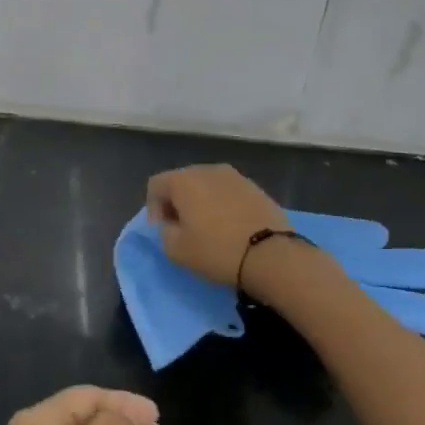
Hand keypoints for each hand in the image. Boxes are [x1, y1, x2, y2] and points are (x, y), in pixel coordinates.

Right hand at [146, 164, 290, 288]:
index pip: (155, 185)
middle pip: (181, 181)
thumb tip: (171, 224)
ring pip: (207, 185)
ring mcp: (235, 176)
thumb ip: (164, 232)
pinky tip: (230, 226)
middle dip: (177, 203)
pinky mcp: (256, 187)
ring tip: (208, 228)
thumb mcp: (177, 250)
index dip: (153, 208)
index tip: (163, 230)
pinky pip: (228, 192)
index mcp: (183, 180)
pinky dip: (223, 205)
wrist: (272, 255)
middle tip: (182, 228)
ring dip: (201, 202)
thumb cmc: (217, 250)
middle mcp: (207, 170)